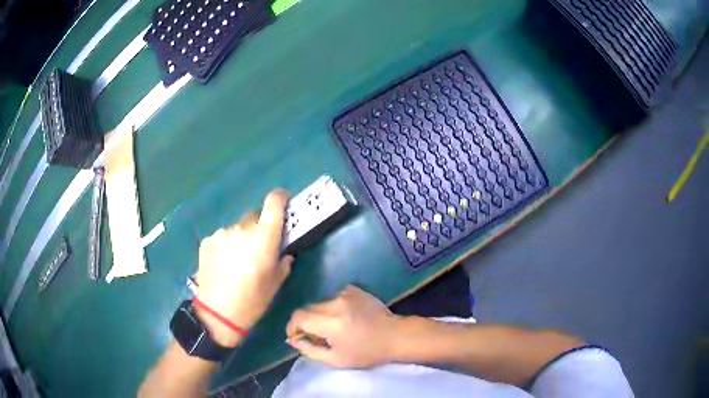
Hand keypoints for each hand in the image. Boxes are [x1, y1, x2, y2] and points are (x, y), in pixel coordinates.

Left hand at [195, 189, 293, 346]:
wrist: (218, 312)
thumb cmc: (253, 300)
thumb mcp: (275, 284)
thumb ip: (283, 263)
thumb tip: (284, 253)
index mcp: (264, 237)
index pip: (274, 203)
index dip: (280, 198)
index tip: (283, 202)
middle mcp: (243, 229)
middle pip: (254, 216)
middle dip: (259, 227)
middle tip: (258, 247)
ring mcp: (222, 233)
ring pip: (237, 229)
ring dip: (240, 238)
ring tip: (237, 261)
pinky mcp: (207, 241)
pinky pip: (222, 237)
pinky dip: (226, 245)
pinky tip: (223, 264)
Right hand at [285, 285, 400, 367]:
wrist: (395, 335)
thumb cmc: (366, 352)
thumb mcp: (335, 359)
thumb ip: (310, 350)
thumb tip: (293, 340)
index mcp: (330, 322)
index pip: (298, 317)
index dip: (292, 327)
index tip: (297, 337)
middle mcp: (334, 303)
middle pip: (307, 309)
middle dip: (306, 323)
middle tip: (316, 336)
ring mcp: (345, 293)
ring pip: (320, 303)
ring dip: (320, 315)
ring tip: (333, 328)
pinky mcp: (353, 289)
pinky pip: (333, 297)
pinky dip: (333, 308)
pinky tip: (345, 318)